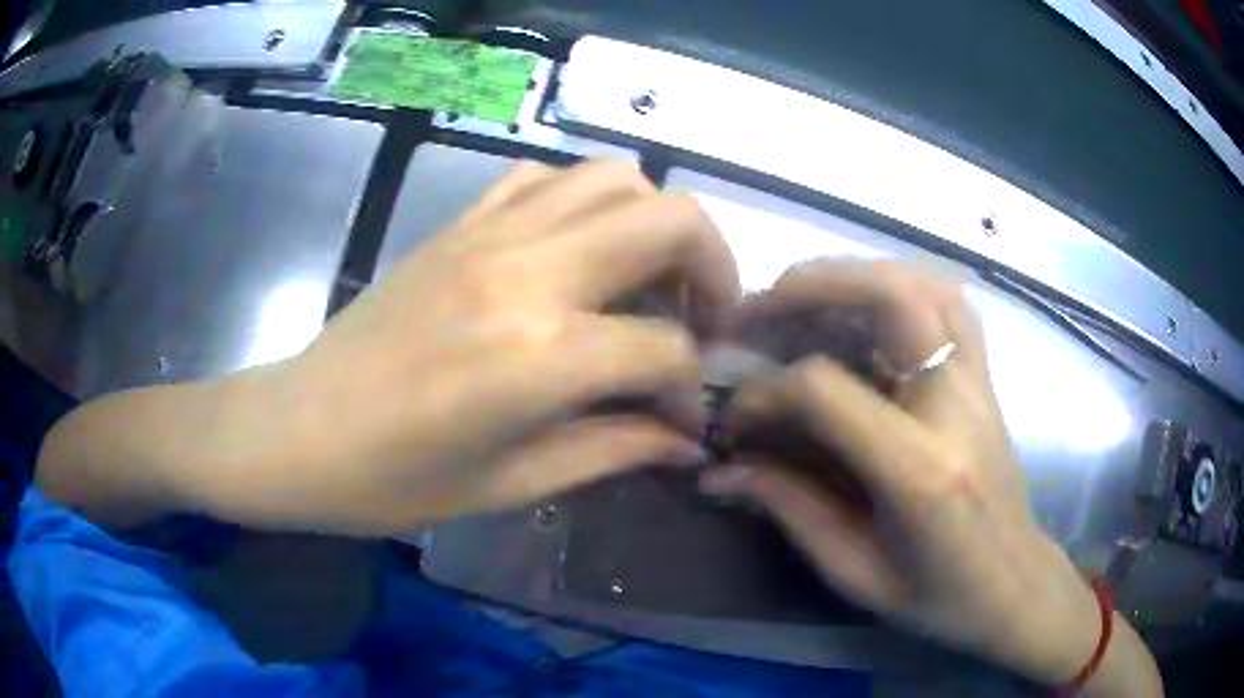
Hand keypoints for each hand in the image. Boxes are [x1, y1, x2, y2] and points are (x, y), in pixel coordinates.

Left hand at [195, 160, 738, 534]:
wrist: (297, 430)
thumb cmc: (392, 481)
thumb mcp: (510, 486)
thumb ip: (614, 451)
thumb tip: (686, 442)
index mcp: (540, 355)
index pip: (668, 349)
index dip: (692, 388)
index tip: (683, 419)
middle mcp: (527, 272)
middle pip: (670, 220)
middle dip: (714, 267)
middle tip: (704, 319)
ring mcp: (489, 234)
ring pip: (615, 178)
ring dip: (655, 224)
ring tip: (649, 280)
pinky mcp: (459, 225)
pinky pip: (545, 178)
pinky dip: (585, 203)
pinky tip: (578, 254)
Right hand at [700, 261, 1114, 685]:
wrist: (1012, 583)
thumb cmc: (936, 595)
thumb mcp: (855, 573)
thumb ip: (790, 510)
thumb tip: (721, 469)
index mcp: (920, 471)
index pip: (826, 391)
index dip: (765, 393)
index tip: (735, 414)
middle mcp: (955, 407)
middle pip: (891, 299)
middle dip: (813, 286)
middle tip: (759, 306)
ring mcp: (979, 382)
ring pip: (924, 284)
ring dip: (857, 274)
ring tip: (806, 292)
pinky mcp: (986, 376)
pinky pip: (949, 301)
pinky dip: (901, 283)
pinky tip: (869, 301)